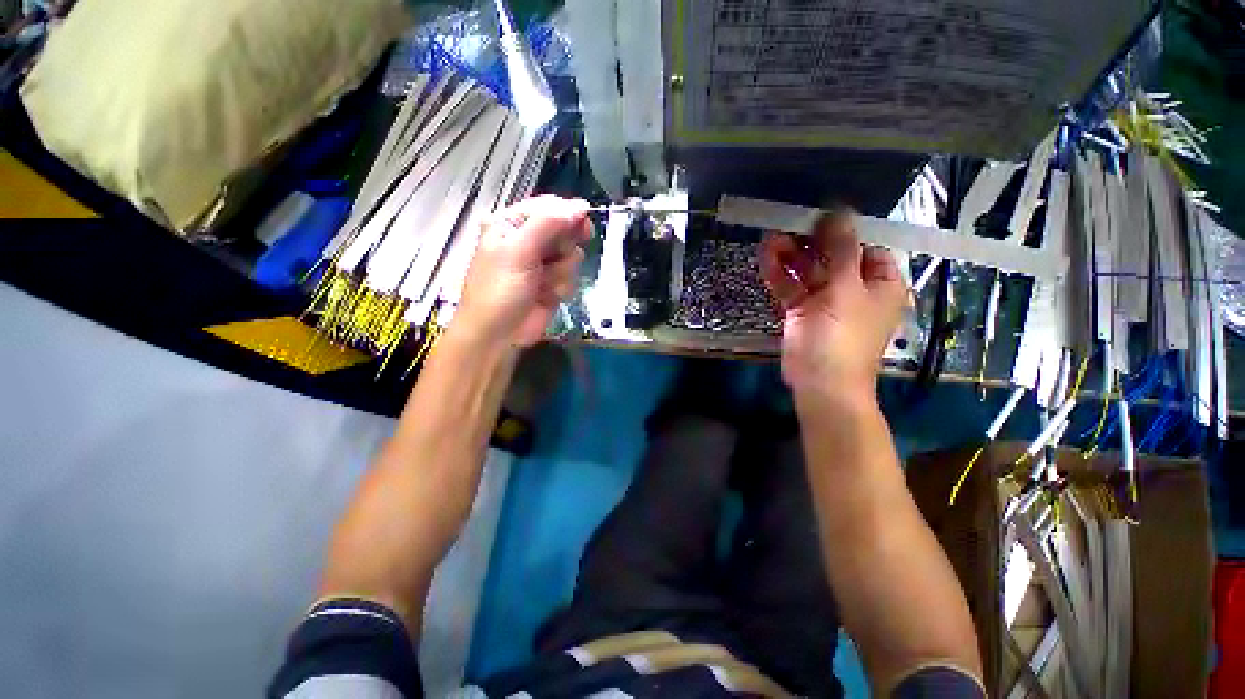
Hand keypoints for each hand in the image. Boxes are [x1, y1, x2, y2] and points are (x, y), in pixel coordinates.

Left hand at [456, 195, 591, 347]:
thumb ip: (549, 224)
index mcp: (511, 223)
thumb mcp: (519, 251)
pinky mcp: (553, 284)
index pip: (549, 206)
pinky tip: (547, 296)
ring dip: (561, 272)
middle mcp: (528, 240)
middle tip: (555, 259)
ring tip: (542, 284)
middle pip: (565, 230)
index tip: (583, 227)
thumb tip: (581, 206)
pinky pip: (571, 276)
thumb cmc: (499, 290)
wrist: (498, 336)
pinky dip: (562, 287)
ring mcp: (542, 264)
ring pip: (572, 255)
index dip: (568, 215)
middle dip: (563, 248)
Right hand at [759, 210, 907, 397]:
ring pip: (807, 271)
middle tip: (788, 224)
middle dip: (810, 242)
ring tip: (771, 239)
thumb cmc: (842, 336)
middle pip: (832, 257)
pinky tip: (766, 259)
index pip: (865, 246)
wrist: (820, 383)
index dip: (844, 230)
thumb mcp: (846, 289)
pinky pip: (791, 288)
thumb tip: (841, 211)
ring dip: (790, 256)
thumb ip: (842, 249)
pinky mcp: (801, 312)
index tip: (820, 215)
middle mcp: (854, 289)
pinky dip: (779, 274)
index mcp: (879, 282)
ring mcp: (825, 301)